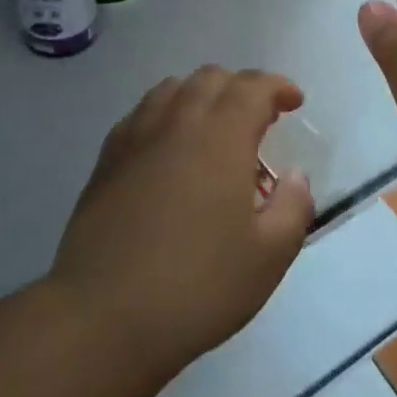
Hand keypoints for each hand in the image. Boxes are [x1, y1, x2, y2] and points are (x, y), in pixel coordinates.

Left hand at [50, 67, 315, 381]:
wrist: (103, 317)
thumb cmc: (197, 286)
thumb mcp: (268, 257)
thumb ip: (293, 207)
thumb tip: (293, 176)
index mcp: (221, 136)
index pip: (253, 87)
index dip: (277, 87)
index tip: (293, 102)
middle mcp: (177, 121)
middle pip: (211, 78)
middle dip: (241, 88)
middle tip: (259, 120)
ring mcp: (135, 137)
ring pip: (172, 89)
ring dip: (202, 96)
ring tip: (214, 130)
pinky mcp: (106, 160)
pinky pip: (142, 114)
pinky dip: (166, 114)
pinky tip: (169, 149)